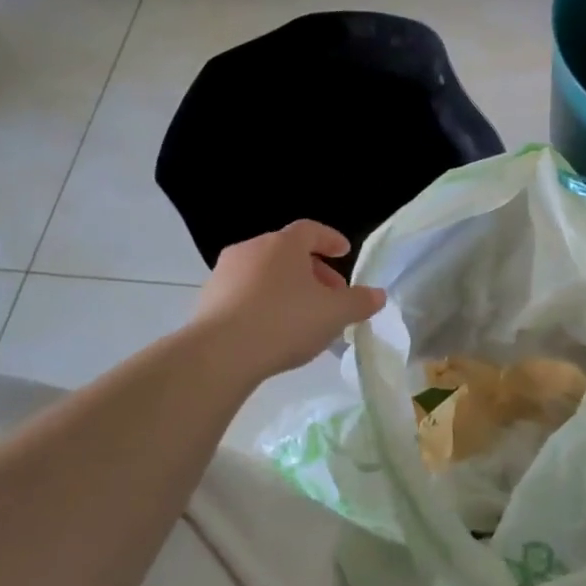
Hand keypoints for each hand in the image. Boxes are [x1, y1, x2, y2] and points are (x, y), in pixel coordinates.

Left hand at [193, 221, 384, 380]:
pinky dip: (264, 303)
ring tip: (304, 316)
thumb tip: (378, 295)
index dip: (330, 240)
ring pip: (265, 273)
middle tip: (331, 295)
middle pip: (288, 252)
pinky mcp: (207, 300)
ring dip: (287, 288)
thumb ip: (360, 302)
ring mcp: (224, 273)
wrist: (219, 355)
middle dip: (313, 270)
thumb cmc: (285, 322)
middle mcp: (251, 249)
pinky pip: (245, 294)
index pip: (311, 230)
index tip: (344, 253)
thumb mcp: (335, 314)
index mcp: (283, 244)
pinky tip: (274, 330)